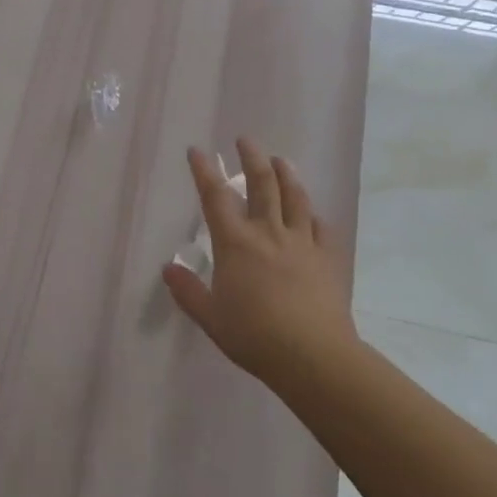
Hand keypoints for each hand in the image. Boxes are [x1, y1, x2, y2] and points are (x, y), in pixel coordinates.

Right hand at [161, 138, 357, 387]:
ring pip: (295, 197)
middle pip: (261, 183)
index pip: (215, 196)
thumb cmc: (254, 336)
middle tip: (246, 140)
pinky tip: (312, 213)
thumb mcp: (211, 317)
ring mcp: (302, 242)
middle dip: (252, 157)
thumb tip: (168, 268)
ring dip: (286, 173)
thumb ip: (188, 291)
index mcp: (235, 243)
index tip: (197, 150)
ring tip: (281, 160)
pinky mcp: (328, 257)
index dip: (204, 170)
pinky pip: (322, 227)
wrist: (313, 356)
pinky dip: (313, 215)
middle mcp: (268, 232)